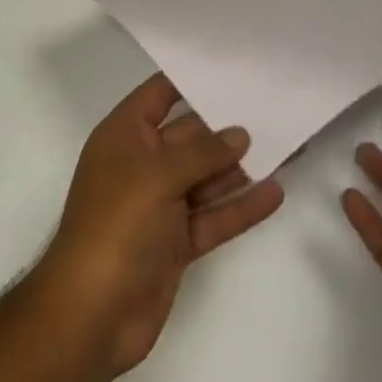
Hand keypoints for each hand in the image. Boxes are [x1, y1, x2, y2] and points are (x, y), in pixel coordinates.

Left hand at [41, 74, 285, 377]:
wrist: (92, 315)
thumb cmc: (115, 227)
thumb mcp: (156, 176)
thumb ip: (202, 152)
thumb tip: (239, 134)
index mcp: (124, 137)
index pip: (158, 95)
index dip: (191, 79)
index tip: (233, 66)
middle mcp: (142, 165)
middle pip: (190, 137)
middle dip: (228, 127)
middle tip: (276, 109)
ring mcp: (160, 204)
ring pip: (207, 177)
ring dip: (242, 167)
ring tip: (288, 146)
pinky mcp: (176, 241)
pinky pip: (214, 216)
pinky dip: (241, 207)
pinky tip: (275, 193)